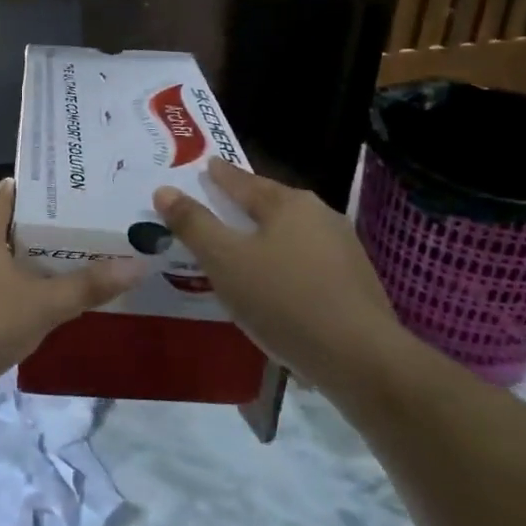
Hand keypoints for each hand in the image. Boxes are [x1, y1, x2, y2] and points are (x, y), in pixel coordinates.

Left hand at [0, 179, 145, 400]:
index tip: (82, 209)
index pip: (17, 191)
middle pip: (3, 224)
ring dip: (12, 266)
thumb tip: (139, 264)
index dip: (50, 197)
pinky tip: (4, 315)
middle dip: (37, 237)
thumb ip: (88, 286)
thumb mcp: (40, 307)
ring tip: (50, 282)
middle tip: (79, 249)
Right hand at [152, 159, 404, 374]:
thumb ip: (194, 224)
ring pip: (293, 234)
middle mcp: (321, 216)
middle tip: (220, 204)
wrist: (361, 359)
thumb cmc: (283, 301)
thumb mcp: (225, 261)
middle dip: (245, 204)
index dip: (221, 176)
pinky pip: (308, 263)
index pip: (244, 181)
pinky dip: (286, 265)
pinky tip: (277, 284)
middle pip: (272, 204)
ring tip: (244, 247)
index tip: (208, 166)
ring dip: (267, 237)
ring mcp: (344, 250)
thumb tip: (165, 190)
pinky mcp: (356, 284)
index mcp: (289, 204)